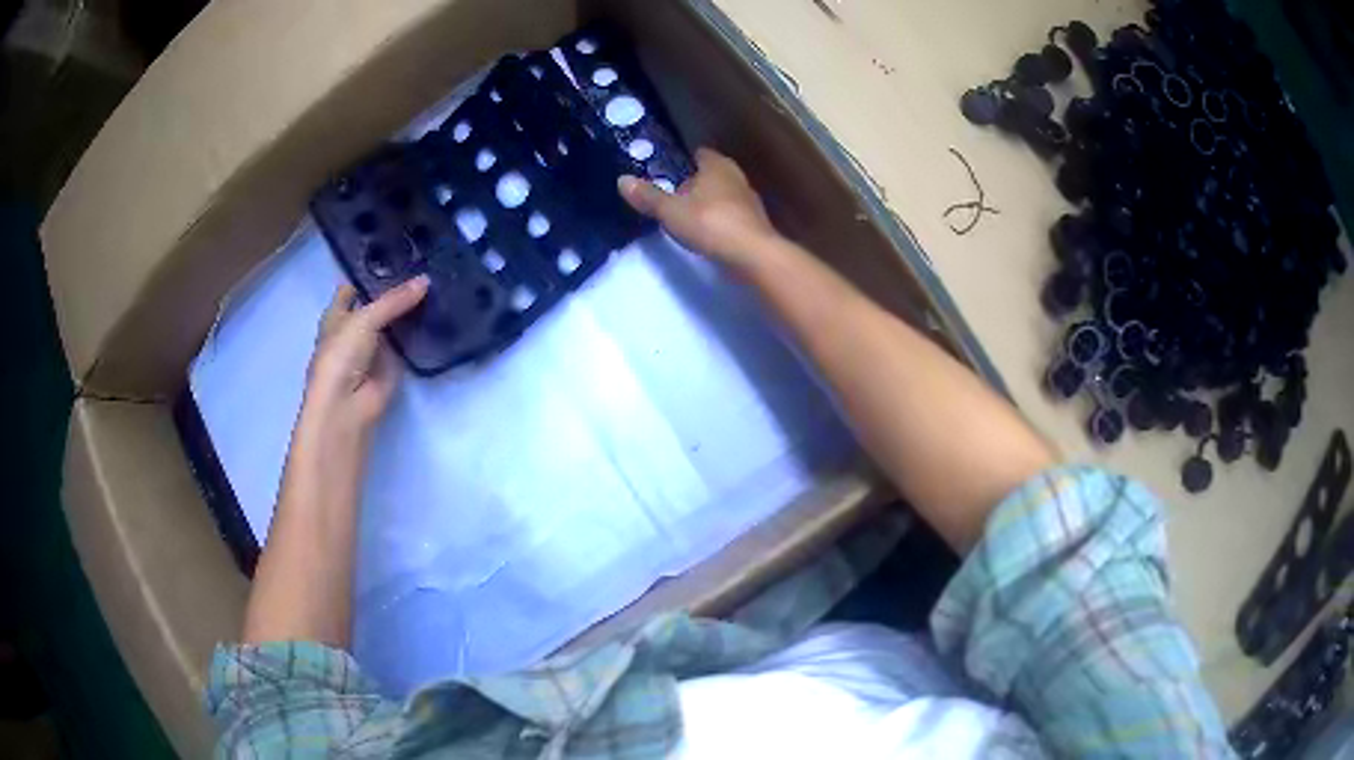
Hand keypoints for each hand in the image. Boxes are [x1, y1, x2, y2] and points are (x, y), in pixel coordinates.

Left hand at [303, 275, 428, 438]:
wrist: (347, 405)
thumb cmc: (341, 356)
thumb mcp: (364, 319)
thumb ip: (394, 300)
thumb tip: (426, 280)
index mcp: (337, 314)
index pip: (353, 287)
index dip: (370, 273)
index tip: (396, 256)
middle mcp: (355, 328)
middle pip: (378, 303)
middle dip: (397, 289)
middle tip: (427, 266)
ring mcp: (374, 346)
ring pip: (394, 321)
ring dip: (411, 309)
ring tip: (440, 284)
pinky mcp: (393, 364)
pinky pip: (408, 342)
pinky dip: (420, 332)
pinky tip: (441, 314)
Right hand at [618, 148, 780, 267]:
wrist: (753, 255)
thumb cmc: (710, 223)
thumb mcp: (670, 211)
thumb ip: (648, 196)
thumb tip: (622, 180)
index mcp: (717, 165)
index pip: (700, 154)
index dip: (684, 161)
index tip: (669, 172)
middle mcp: (737, 177)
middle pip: (712, 174)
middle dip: (695, 183)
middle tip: (673, 196)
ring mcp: (749, 201)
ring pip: (723, 195)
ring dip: (708, 203)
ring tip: (688, 217)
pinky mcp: (755, 224)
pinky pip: (732, 216)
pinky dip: (720, 221)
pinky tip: (708, 234)